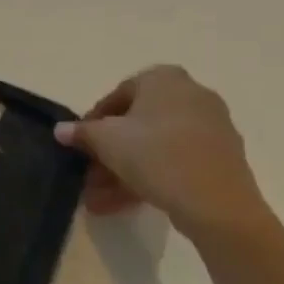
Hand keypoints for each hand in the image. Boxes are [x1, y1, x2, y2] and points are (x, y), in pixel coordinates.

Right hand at [54, 65, 276, 245]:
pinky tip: (126, 202)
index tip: (81, 146)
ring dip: (124, 170)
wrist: (217, 204)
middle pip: (137, 124)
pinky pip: (176, 160)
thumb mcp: (106, 141)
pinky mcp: (222, 157)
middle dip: (109, 153)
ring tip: (100, 199)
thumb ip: (81, 132)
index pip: (117, 95)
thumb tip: (61, 130)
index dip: (93, 122)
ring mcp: (211, 127)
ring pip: (155, 146)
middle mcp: (191, 94)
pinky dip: (151, 176)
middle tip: (90, 175)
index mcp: (164, 79)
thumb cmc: (155, 155)